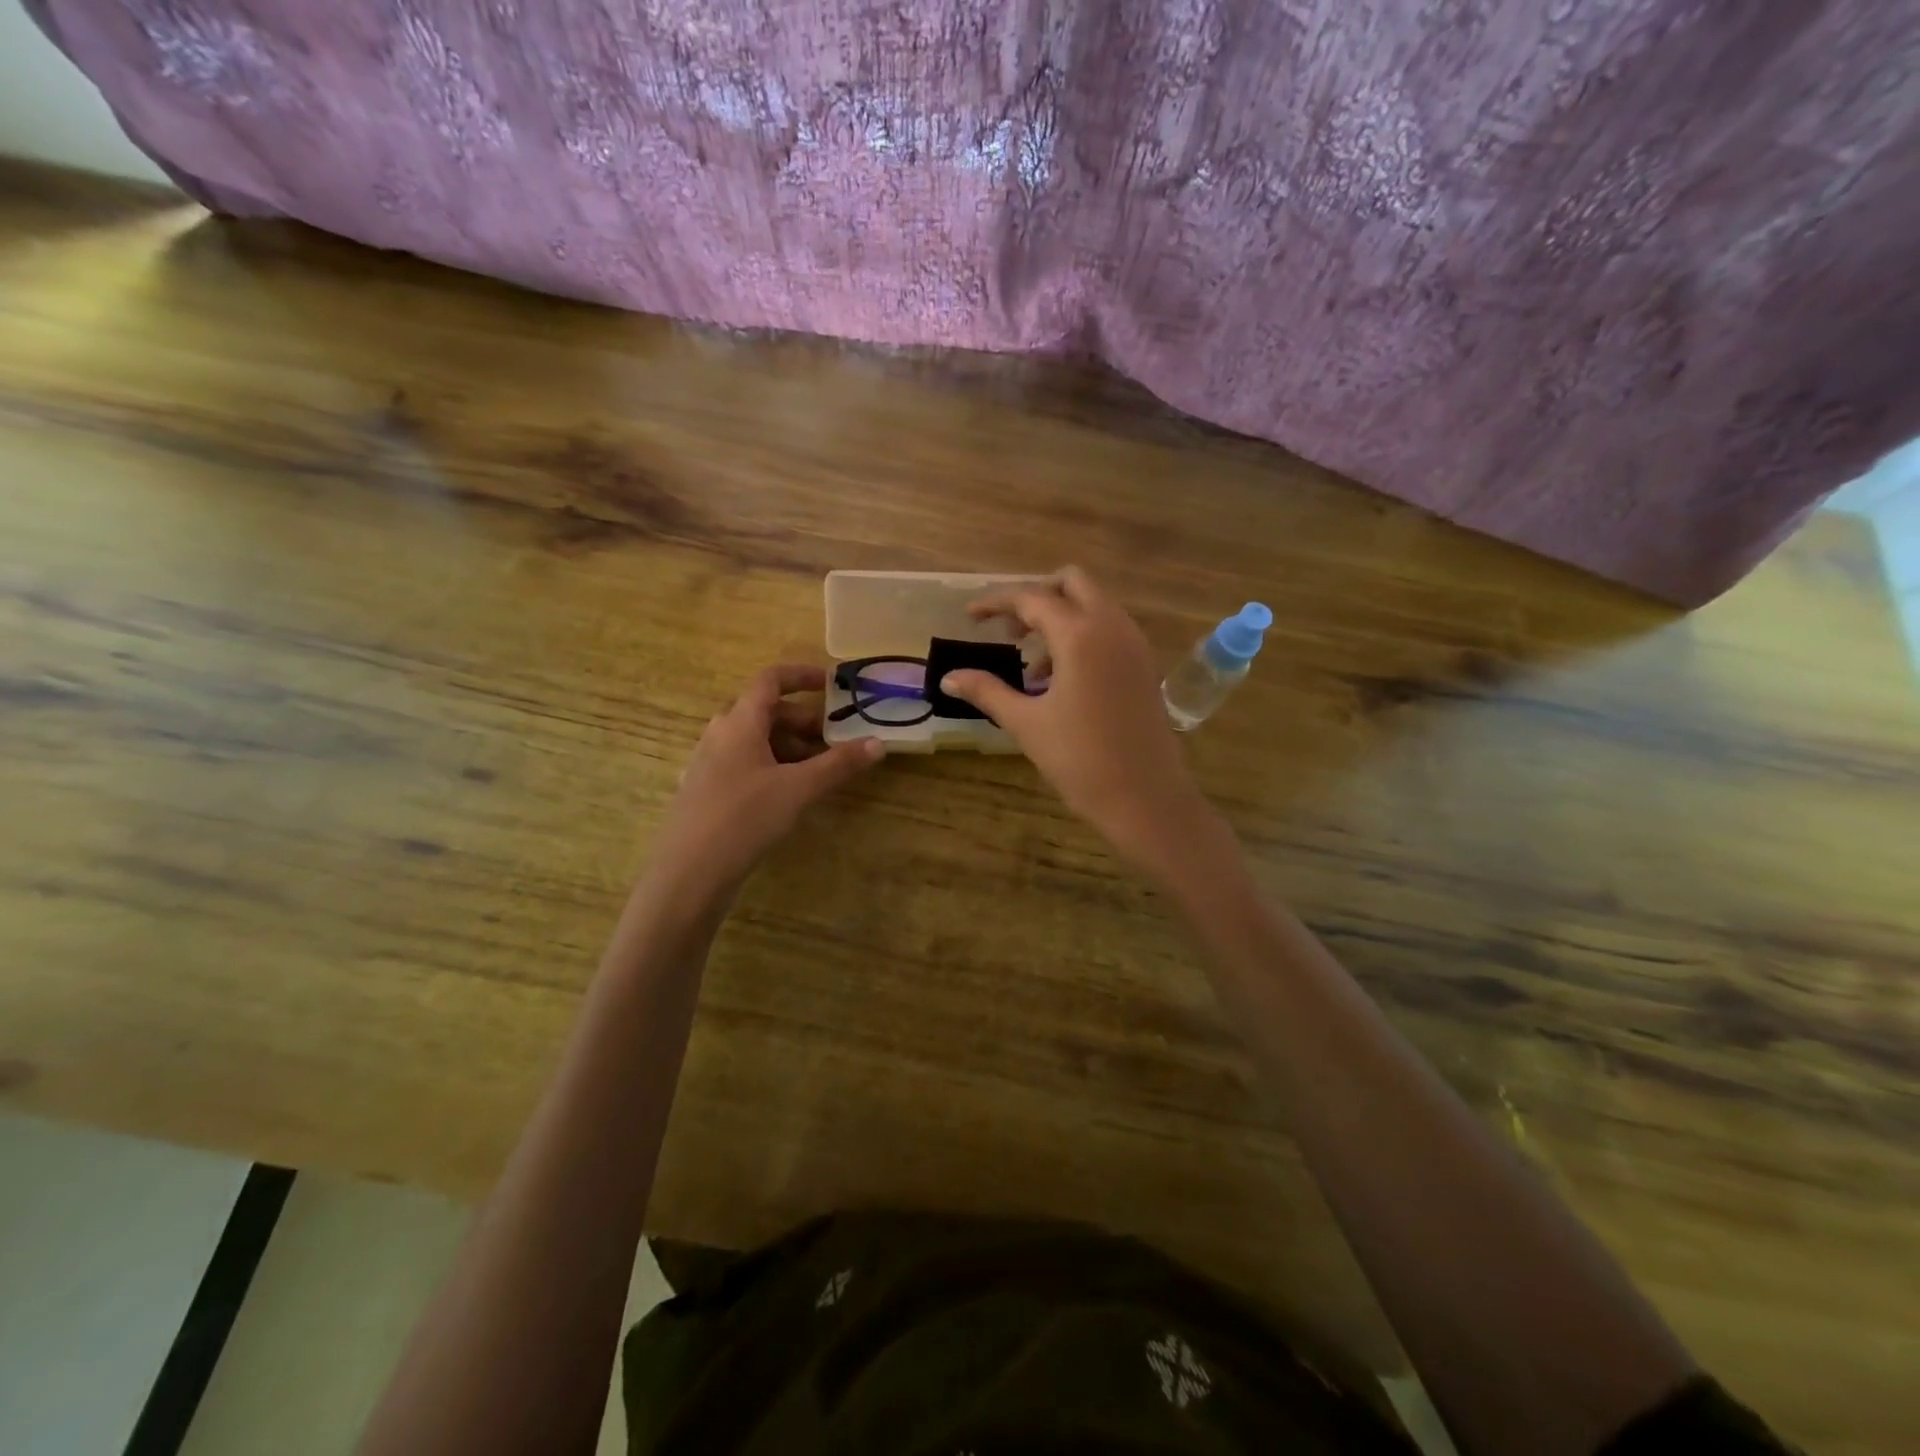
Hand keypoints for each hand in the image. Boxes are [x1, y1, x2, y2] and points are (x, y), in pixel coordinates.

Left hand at [653, 665, 882, 896]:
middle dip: (802, 720)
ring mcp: (709, 763)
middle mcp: (720, 734)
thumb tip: (879, 744)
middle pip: (764, 711)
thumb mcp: (799, 789)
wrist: (690, 872)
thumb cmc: (744, 817)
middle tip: (834, 738)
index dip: (801, 675)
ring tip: (818, 769)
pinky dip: (771, 765)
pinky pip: (744, 762)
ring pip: (754, 739)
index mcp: (739, 722)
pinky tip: (788, 792)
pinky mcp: (707, 790)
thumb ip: (839, 764)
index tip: (831, 684)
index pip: (770, 679)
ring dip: (789, 745)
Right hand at [941, 568, 1222, 875]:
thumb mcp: (1026, 723)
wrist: (1144, 797)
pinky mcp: (1144, 664)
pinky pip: (1110, 629)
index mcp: (1080, 635)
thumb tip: (949, 677)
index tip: (971, 615)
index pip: (1032, 598)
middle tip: (1008, 629)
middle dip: (1036, 596)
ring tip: (1031, 663)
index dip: (996, 602)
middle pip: (1072, 583)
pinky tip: (1062, 678)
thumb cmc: (1080, 759)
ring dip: (1060, 617)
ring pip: (1094, 604)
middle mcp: (1112, 626)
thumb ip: (987, 691)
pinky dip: (1082, 635)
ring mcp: (1134, 644)